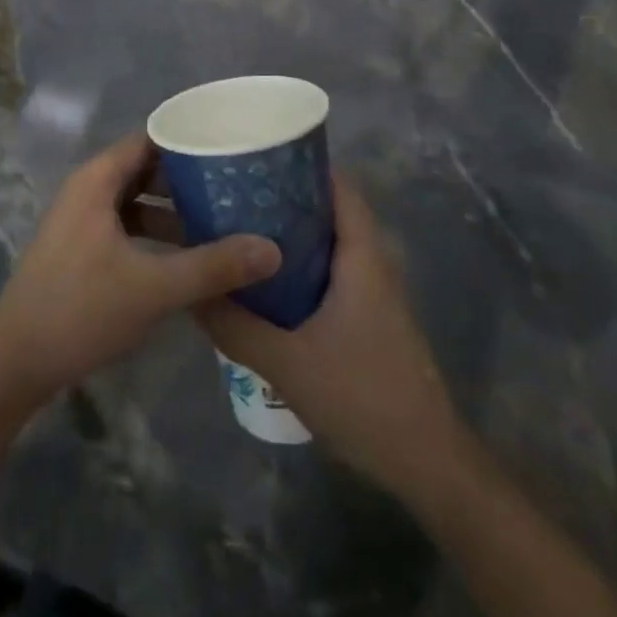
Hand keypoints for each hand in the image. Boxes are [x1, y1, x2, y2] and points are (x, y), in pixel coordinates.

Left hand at [0, 134, 280, 416]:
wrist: (14, 364)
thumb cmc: (80, 310)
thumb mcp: (153, 288)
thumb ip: (213, 267)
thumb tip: (272, 248)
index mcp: (97, 180)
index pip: (151, 138)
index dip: (190, 139)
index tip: (233, 147)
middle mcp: (88, 190)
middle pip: (146, 168)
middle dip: (189, 176)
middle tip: (237, 185)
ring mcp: (82, 220)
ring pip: (137, 200)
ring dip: (174, 209)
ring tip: (222, 220)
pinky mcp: (81, 249)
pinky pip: (127, 225)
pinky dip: (156, 233)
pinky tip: (188, 256)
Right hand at [196, 176, 471, 497]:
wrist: (427, 465)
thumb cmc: (363, 398)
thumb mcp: (287, 363)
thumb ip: (235, 325)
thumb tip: (189, 290)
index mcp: (361, 256)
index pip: (337, 185)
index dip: (300, 162)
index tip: (255, 152)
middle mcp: (371, 262)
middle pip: (328, 208)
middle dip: (282, 194)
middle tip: (232, 188)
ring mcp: (373, 291)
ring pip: (327, 242)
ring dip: (288, 231)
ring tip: (237, 225)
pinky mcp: (367, 316)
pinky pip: (329, 270)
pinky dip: (298, 263)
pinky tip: (263, 278)